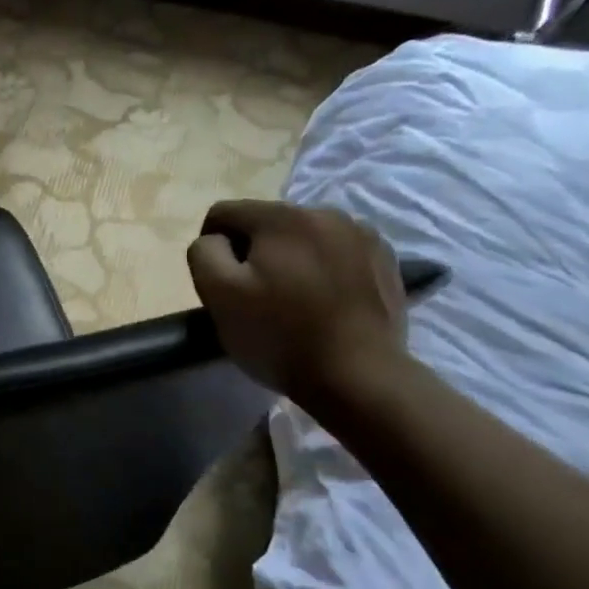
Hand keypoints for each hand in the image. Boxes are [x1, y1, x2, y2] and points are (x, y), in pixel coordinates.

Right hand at [187, 200, 408, 407]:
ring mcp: (362, 235)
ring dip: (289, 258)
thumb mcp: (218, 294)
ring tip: (292, 299)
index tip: (219, 282)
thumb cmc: (279, 335)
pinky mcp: (384, 260)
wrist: (358, 376)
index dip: (212, 245)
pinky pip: (336, 252)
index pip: (224, 212)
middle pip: (266, 222)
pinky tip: (323, 302)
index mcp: (282, 217)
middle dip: (253, 251)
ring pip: (304, 236)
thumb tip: (216, 240)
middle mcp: (325, 213)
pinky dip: (323, 269)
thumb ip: (204, 253)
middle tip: (255, 295)